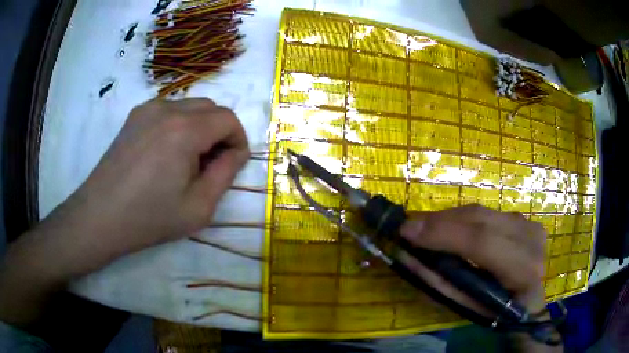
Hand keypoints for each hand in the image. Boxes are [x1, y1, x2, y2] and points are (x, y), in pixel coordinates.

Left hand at [62, 98, 249, 260]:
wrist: (101, 216)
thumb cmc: (149, 218)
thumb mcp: (199, 207)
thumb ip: (225, 174)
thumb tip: (236, 152)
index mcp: (185, 130)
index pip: (228, 118)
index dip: (238, 139)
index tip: (232, 163)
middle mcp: (167, 109)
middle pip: (210, 107)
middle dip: (220, 132)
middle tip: (210, 164)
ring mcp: (147, 109)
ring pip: (189, 106)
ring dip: (199, 127)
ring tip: (186, 160)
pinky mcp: (134, 116)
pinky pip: (168, 110)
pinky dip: (179, 124)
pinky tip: (166, 152)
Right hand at [400, 205, 558, 350]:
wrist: (527, 302)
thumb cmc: (496, 313)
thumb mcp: (466, 307)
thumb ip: (438, 282)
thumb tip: (406, 256)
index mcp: (522, 269)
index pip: (482, 241)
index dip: (443, 233)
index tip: (407, 231)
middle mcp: (530, 240)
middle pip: (481, 219)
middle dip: (441, 220)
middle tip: (410, 226)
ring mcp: (530, 225)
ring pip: (483, 211)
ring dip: (450, 218)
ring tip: (426, 228)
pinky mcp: (525, 219)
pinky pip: (488, 212)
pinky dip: (465, 219)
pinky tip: (450, 227)